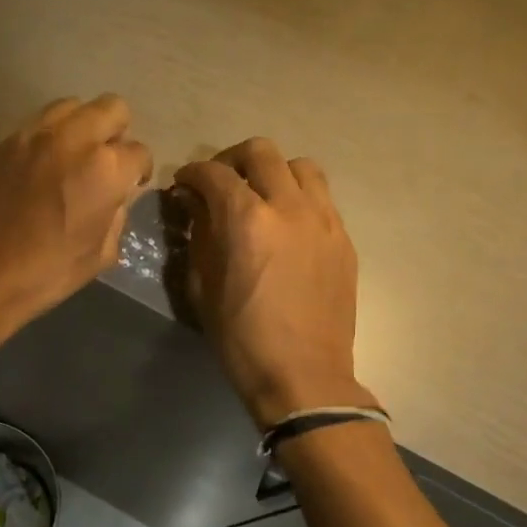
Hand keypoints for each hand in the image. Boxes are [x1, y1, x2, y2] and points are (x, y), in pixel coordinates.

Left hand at [0, 95, 153, 338]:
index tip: (130, 184)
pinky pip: (37, 124)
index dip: (138, 171)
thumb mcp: (100, 255)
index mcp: (105, 169)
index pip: (139, 152)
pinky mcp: (4, 141)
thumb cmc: (46, 274)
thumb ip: (117, 215)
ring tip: (72, 156)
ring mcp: (34, 135)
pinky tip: (40, 166)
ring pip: (72, 106)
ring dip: (81, 126)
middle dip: (116, 132)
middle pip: (112, 108)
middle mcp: (74, 139)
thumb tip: (116, 196)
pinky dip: (48, 137)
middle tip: (105, 161)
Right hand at [175, 139, 371, 426]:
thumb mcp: (202, 287)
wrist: (303, 374)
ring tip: (261, 196)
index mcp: (246, 219)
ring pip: (300, 166)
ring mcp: (323, 220)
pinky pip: (321, 198)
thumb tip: (195, 205)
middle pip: (261, 152)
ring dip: (273, 172)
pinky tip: (287, 226)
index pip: (213, 173)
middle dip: (231, 160)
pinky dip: (298, 198)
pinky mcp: (344, 239)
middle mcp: (289, 206)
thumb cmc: (241, 338)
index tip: (183, 185)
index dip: (191, 173)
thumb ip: (199, 236)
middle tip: (220, 183)